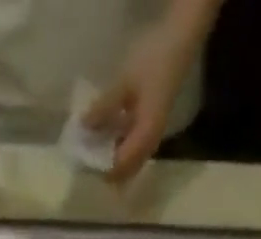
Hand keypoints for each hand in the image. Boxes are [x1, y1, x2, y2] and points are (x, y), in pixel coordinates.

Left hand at [84, 18, 203, 181]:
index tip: (82, 160)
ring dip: (110, 159)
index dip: (100, 167)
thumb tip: (83, 126)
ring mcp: (151, 139)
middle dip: (104, 168)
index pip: (119, 166)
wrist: (177, 44)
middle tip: (84, 156)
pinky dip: (116, 149)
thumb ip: (104, 107)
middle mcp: (149, 146)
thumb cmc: (152, 61)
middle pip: (124, 172)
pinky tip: (104, 136)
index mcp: (144, 137)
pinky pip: (131, 151)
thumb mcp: (124, 82)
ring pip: (128, 164)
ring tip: (91, 146)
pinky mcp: (149, 130)